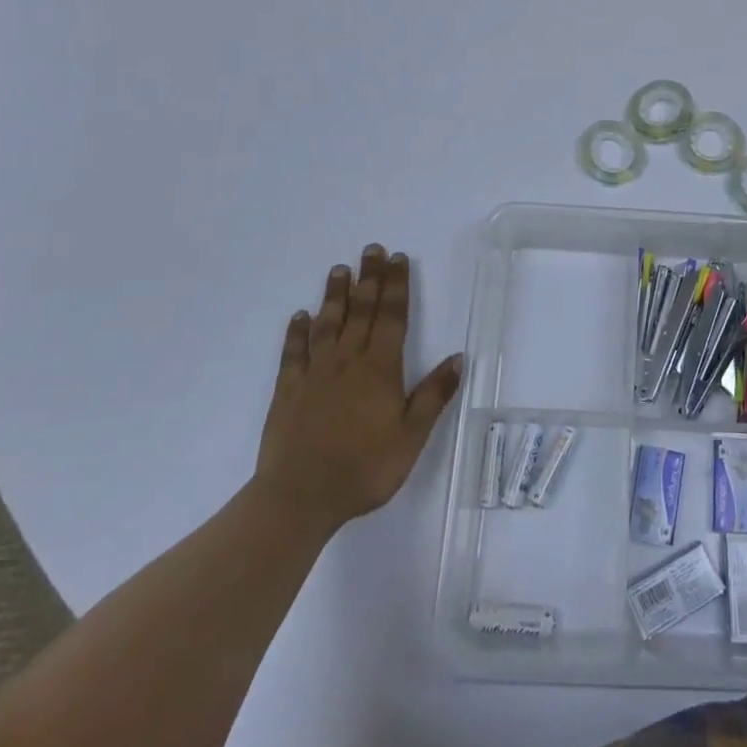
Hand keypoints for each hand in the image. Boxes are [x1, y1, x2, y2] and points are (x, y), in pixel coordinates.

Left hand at [253, 244, 461, 532]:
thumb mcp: (411, 436)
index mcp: (380, 368)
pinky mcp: (288, 391)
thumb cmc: (364, 468)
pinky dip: (296, 332)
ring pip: (327, 324)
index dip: (396, 286)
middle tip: (371, 249)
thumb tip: (458, 357)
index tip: (398, 258)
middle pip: (361, 310)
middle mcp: (348, 361)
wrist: (299, 497)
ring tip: (339, 269)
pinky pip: (293, 353)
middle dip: (369, 278)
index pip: (391, 316)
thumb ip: (433, 395)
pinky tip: (299, 317)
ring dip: (335, 295)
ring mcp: (315, 374)